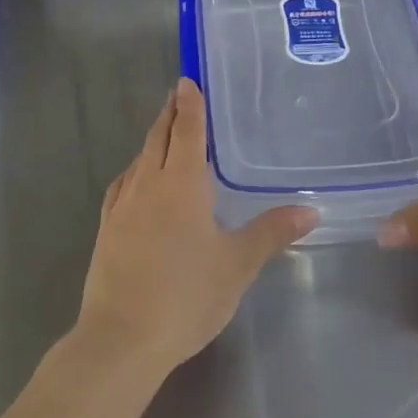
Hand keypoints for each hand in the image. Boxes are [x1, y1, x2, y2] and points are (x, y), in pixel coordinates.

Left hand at [77, 80, 317, 375]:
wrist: (121, 337)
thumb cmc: (186, 295)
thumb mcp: (237, 265)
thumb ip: (271, 233)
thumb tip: (310, 209)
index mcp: (182, 184)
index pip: (188, 131)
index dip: (189, 105)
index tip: (187, 81)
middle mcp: (149, 183)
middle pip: (159, 137)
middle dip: (170, 114)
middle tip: (178, 95)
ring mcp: (122, 205)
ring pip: (139, 158)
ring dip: (153, 139)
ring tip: (165, 133)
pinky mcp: (106, 227)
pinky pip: (122, 184)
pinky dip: (135, 170)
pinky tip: (137, 180)